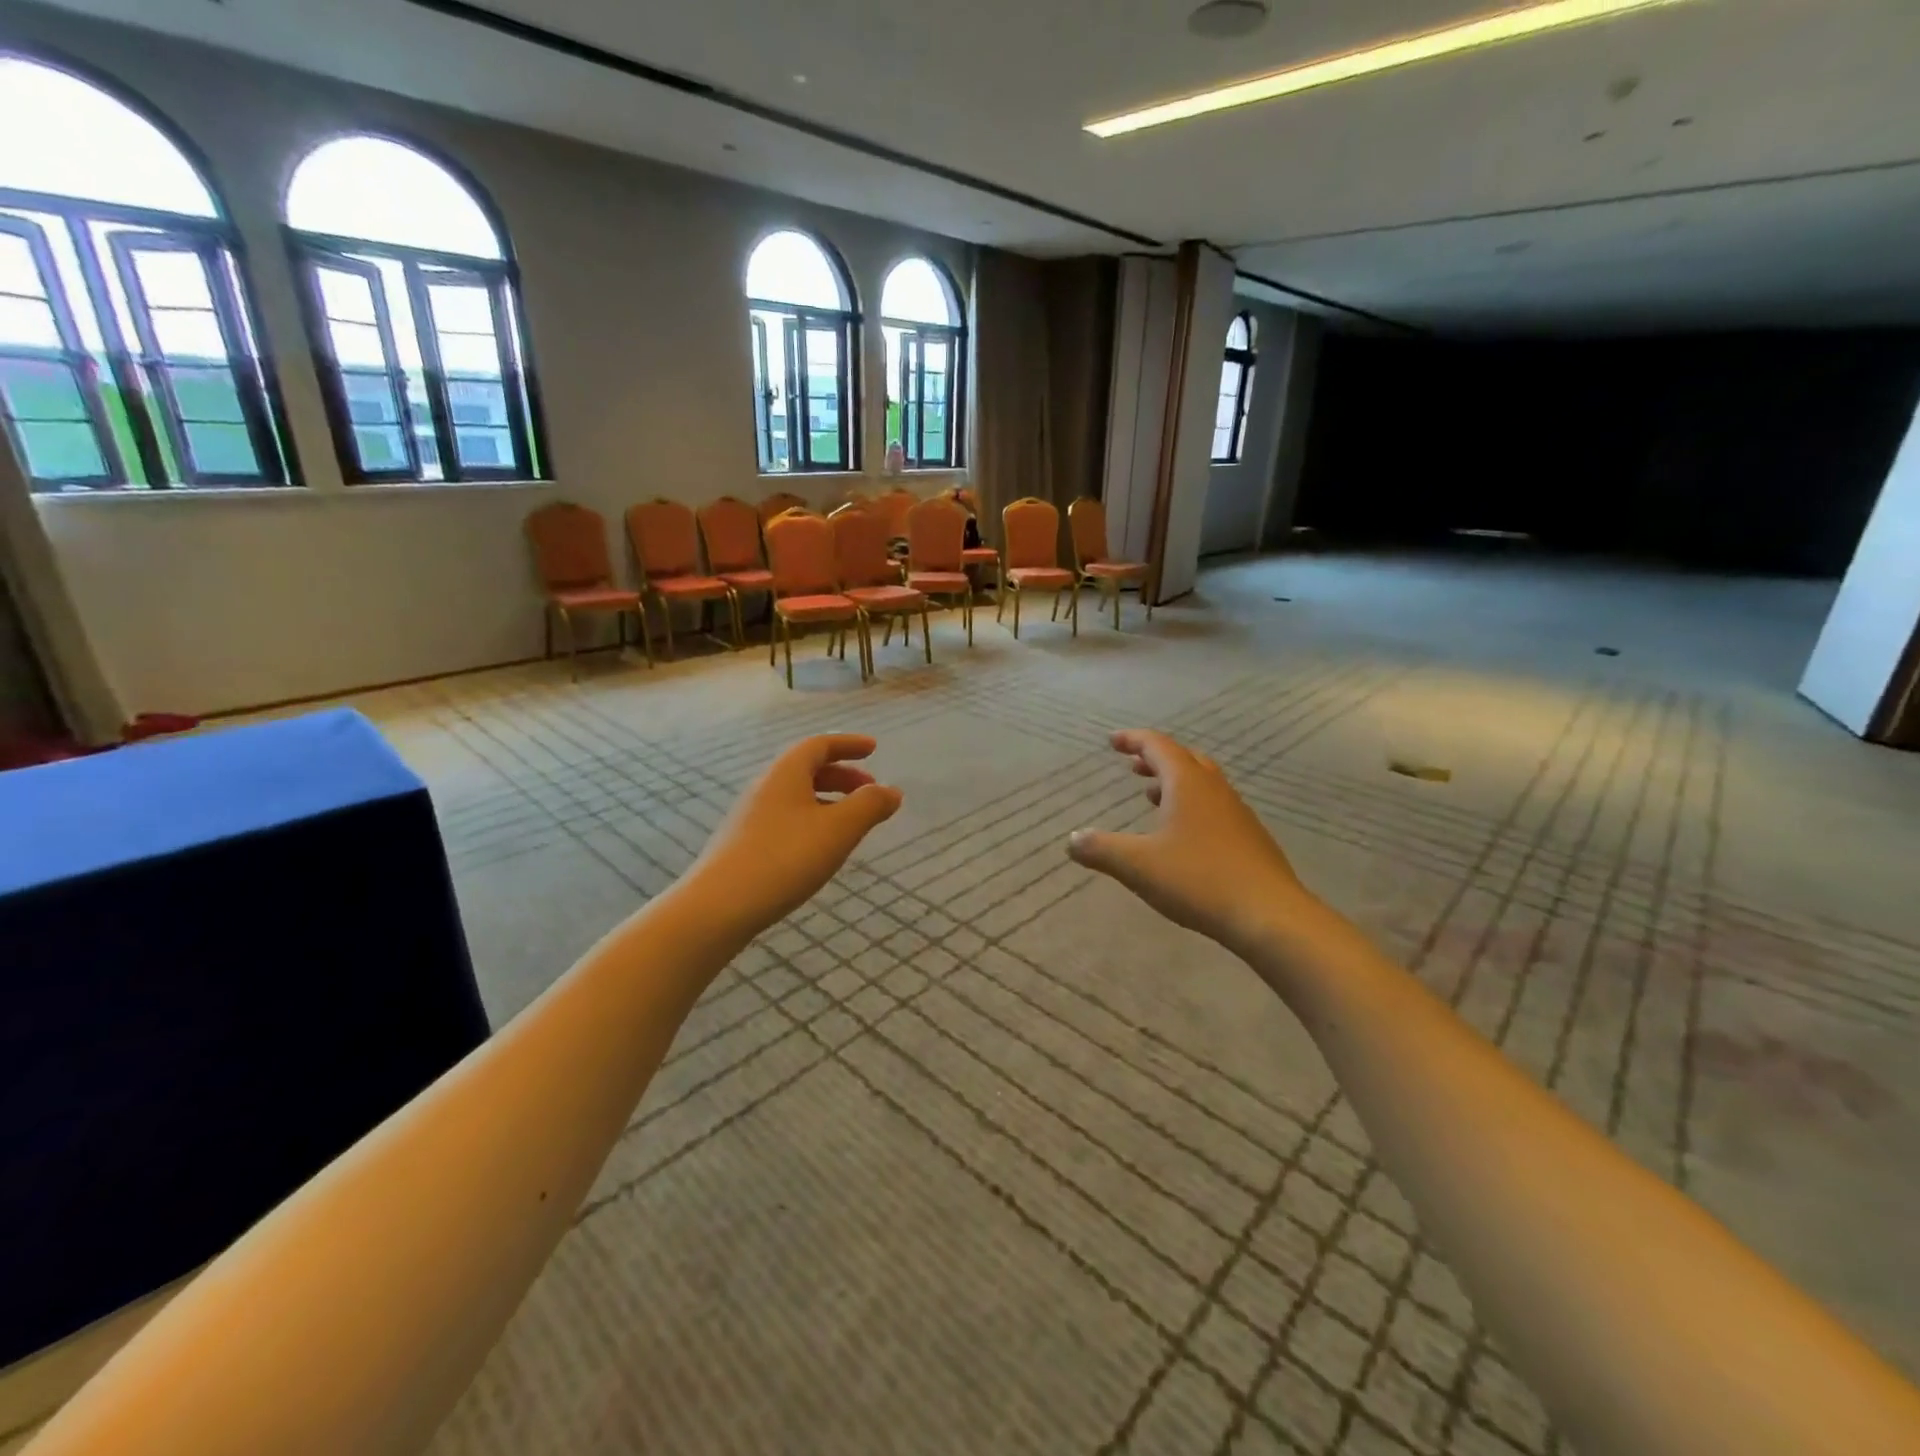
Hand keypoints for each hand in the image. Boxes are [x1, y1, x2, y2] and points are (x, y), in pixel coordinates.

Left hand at [694, 735, 902, 928]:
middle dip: (842, 775)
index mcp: (786, 774)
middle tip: (870, 792)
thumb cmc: (785, 858)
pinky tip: (819, 848)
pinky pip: (785, 818)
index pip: (819, 745)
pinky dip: (811, 820)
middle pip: (807, 769)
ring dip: (828, 800)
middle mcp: (765, 787)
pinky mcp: (742, 844)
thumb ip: (870, 806)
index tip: (873, 749)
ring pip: (796, 796)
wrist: (718, 906)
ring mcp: (749, 816)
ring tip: (850, 823)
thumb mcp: (839, 830)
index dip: (849, 744)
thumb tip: (892, 791)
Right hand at [1068, 730, 1310, 955]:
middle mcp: (1215, 789)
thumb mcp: (1138, 865)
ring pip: (1203, 783)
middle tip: (1132, 767)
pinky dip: (1192, 806)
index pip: (1157, 746)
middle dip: (1155, 759)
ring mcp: (1237, 813)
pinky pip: (1215, 807)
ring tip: (1151, 797)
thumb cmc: (1198, 879)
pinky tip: (1184, 835)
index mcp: (1187, 784)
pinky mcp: (1250, 839)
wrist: (1270, 915)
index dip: (1132, 740)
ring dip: (1175, 782)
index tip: (1112, 741)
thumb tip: (1072, 839)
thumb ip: (1100, 849)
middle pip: (1184, 759)